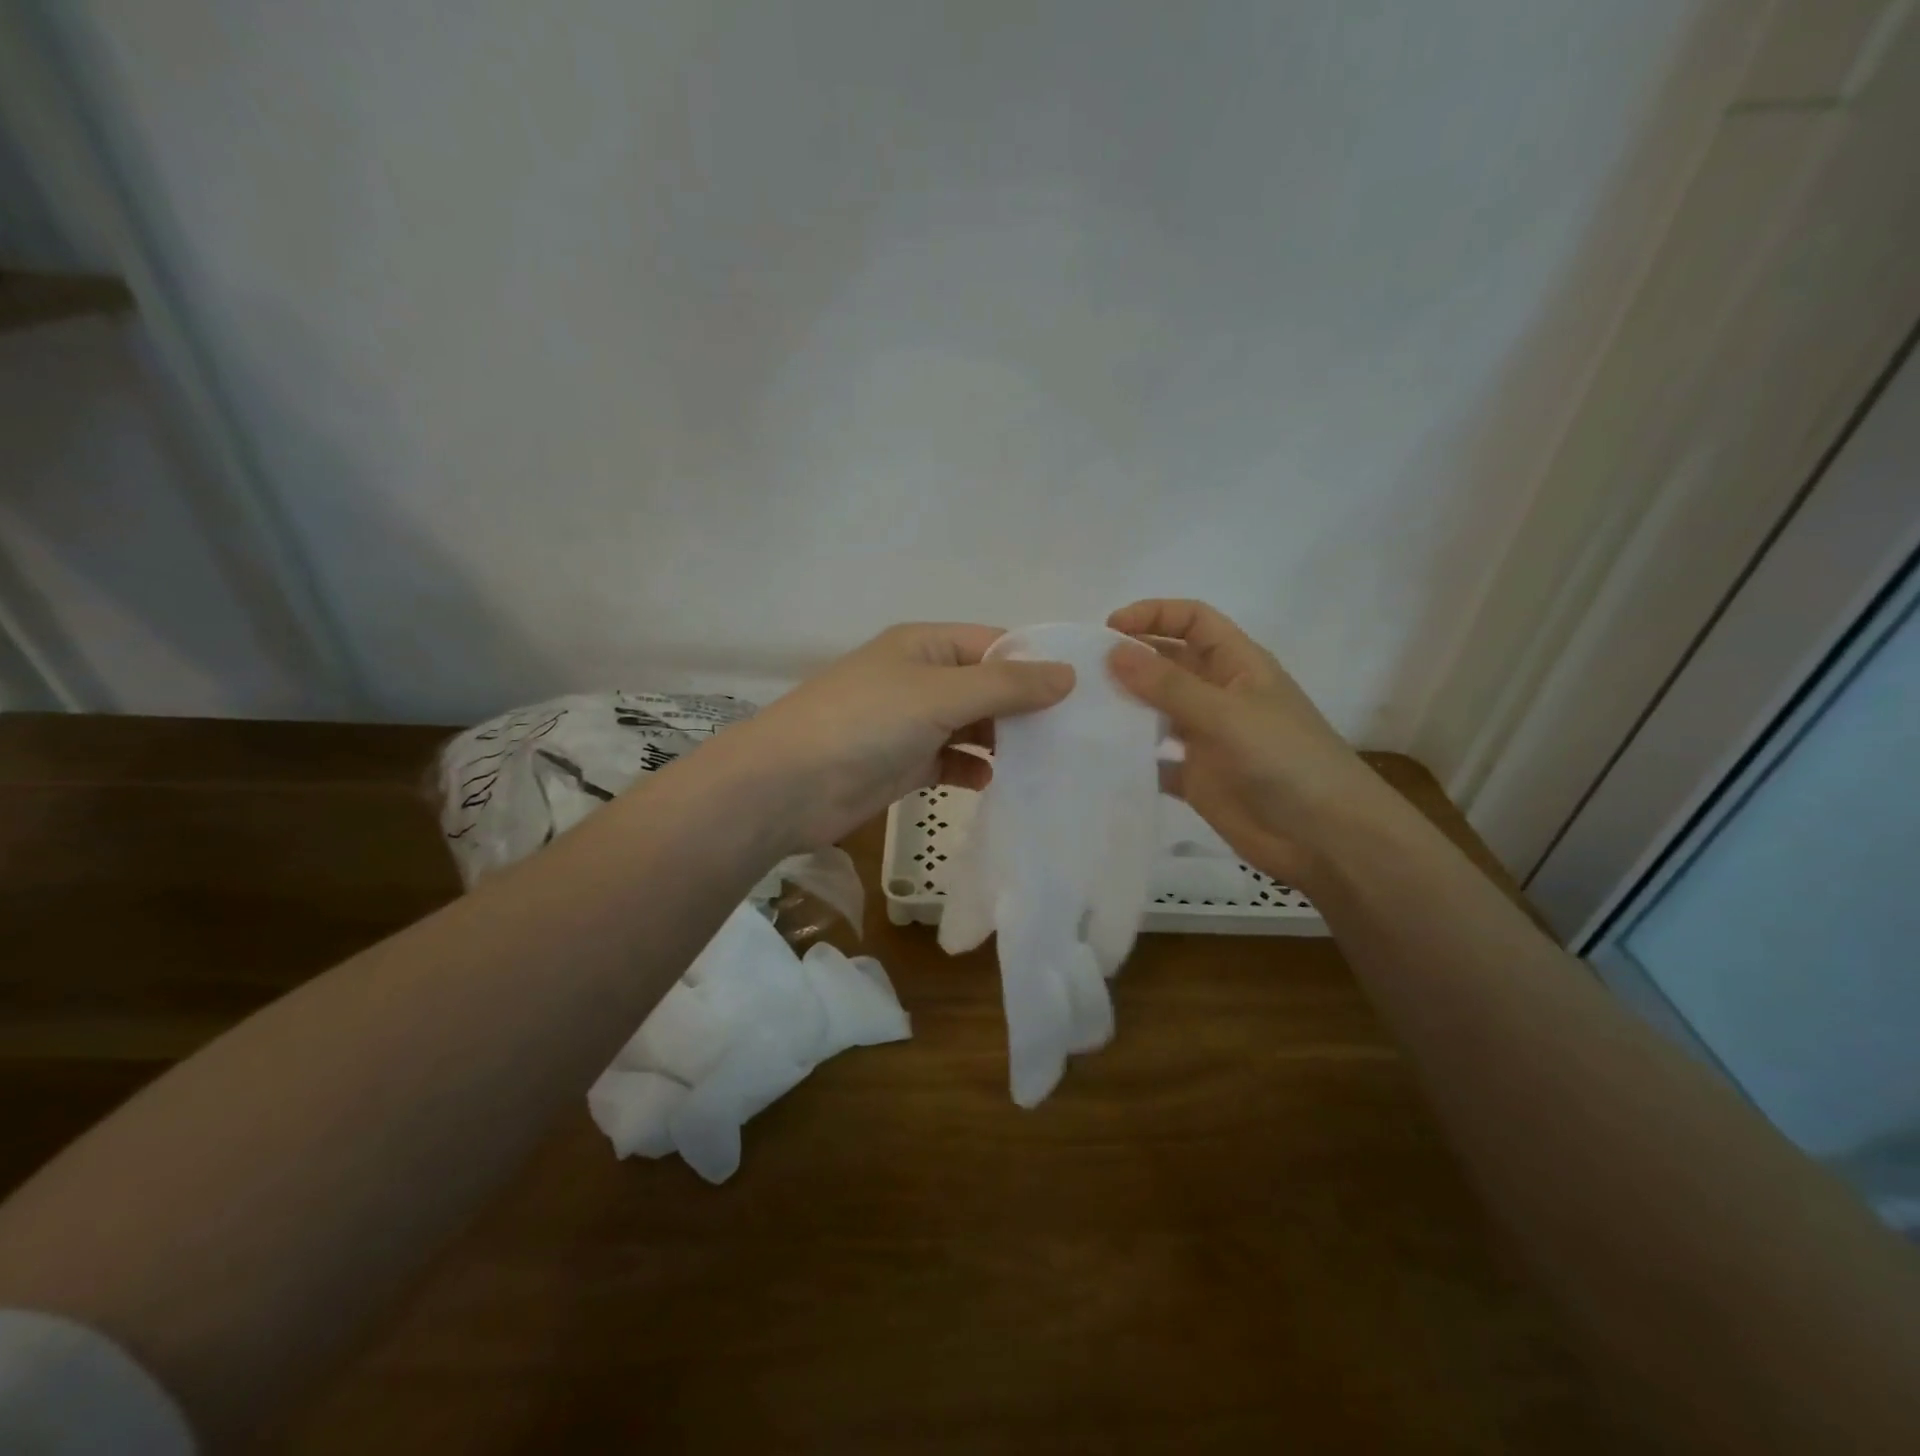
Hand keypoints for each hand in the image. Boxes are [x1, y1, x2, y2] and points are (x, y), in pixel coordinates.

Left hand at [718, 623, 1074, 850]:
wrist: (787, 786)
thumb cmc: (866, 722)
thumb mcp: (941, 693)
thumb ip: (1006, 685)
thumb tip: (1067, 673)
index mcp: (926, 645)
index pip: (995, 643)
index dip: (1037, 662)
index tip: (1085, 690)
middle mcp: (921, 678)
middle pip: (987, 687)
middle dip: (1025, 708)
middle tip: (1077, 734)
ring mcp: (911, 723)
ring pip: (972, 726)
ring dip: (1003, 742)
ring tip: (1048, 762)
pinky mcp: (904, 764)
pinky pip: (952, 761)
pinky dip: (973, 770)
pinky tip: (992, 783)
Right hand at [1105, 599, 1389, 887]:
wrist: (1324, 838)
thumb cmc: (1285, 761)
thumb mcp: (1227, 714)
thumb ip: (1169, 685)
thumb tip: (1112, 651)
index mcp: (1237, 665)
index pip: (1193, 621)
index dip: (1153, 615)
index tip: (1108, 629)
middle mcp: (1219, 695)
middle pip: (1169, 663)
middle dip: (1130, 661)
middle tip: (1081, 672)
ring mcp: (1207, 737)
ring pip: (1157, 710)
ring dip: (1125, 707)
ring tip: (1080, 710)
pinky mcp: (1196, 777)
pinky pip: (1154, 759)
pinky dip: (1130, 757)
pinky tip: (1098, 757)